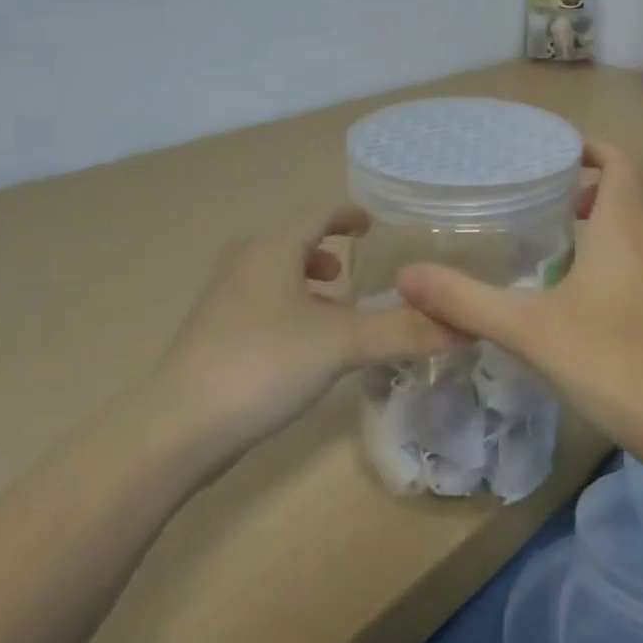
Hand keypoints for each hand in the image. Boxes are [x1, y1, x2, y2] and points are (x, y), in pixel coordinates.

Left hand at [149, 207, 457, 468]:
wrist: (178, 427)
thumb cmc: (264, 364)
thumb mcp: (342, 343)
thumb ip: (402, 331)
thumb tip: (464, 325)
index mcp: (272, 249)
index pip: (318, 215)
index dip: (347, 216)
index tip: (371, 225)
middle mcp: (244, 263)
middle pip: (291, 243)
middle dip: (325, 252)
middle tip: (354, 271)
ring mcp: (223, 300)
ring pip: (274, 276)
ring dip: (306, 284)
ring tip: (335, 309)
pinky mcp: (212, 335)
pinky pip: (261, 305)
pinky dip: (289, 309)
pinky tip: (303, 348)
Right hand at [395, 141, 642, 450]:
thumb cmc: (612, 360)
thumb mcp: (528, 329)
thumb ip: (465, 300)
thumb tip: (406, 277)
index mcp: (628, 222)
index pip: (619, 158)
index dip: (592, 147)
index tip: (558, 154)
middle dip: (607, 179)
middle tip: (564, 199)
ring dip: (624, 215)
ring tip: (577, 244)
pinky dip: (639, 250)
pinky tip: (605, 294)